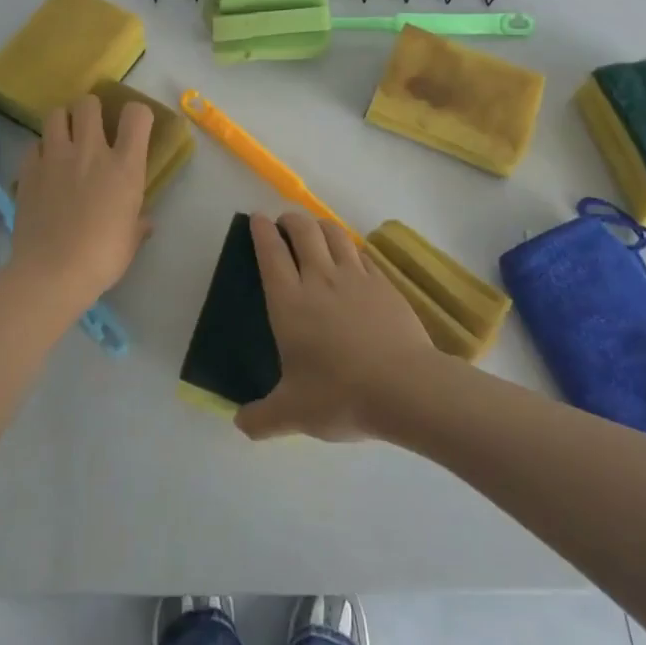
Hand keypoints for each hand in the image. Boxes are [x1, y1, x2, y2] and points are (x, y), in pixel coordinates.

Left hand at [11, 96, 151, 304]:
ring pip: (56, 114)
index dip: (137, 115)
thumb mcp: (131, 241)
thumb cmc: (101, 258)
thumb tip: (145, 222)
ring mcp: (55, 157)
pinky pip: (34, 145)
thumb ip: (138, 223)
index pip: (136, 115)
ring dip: (63, 123)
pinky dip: (40, 151)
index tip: (133, 129)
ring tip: (64, 140)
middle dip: (91, 111)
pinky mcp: (28, 171)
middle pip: (89, 103)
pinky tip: (44, 168)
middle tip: (91, 130)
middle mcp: (90, 151)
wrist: (51, 273)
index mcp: (124, 166)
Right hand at [235, 212, 437, 442]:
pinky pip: (361, 253)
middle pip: (302, 230)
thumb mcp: (292, 414)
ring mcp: (355, 277)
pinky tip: (351, 257)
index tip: (258, 219)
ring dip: (320, 225)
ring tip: (315, 230)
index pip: (270, 252)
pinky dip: (350, 247)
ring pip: (334, 233)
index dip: (262, 231)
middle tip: (285, 222)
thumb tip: (241, 424)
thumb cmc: (340, 395)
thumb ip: (262, 418)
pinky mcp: (383, 283)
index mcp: (289, 302)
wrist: (404, 387)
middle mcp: (319, 279)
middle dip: (290, 219)